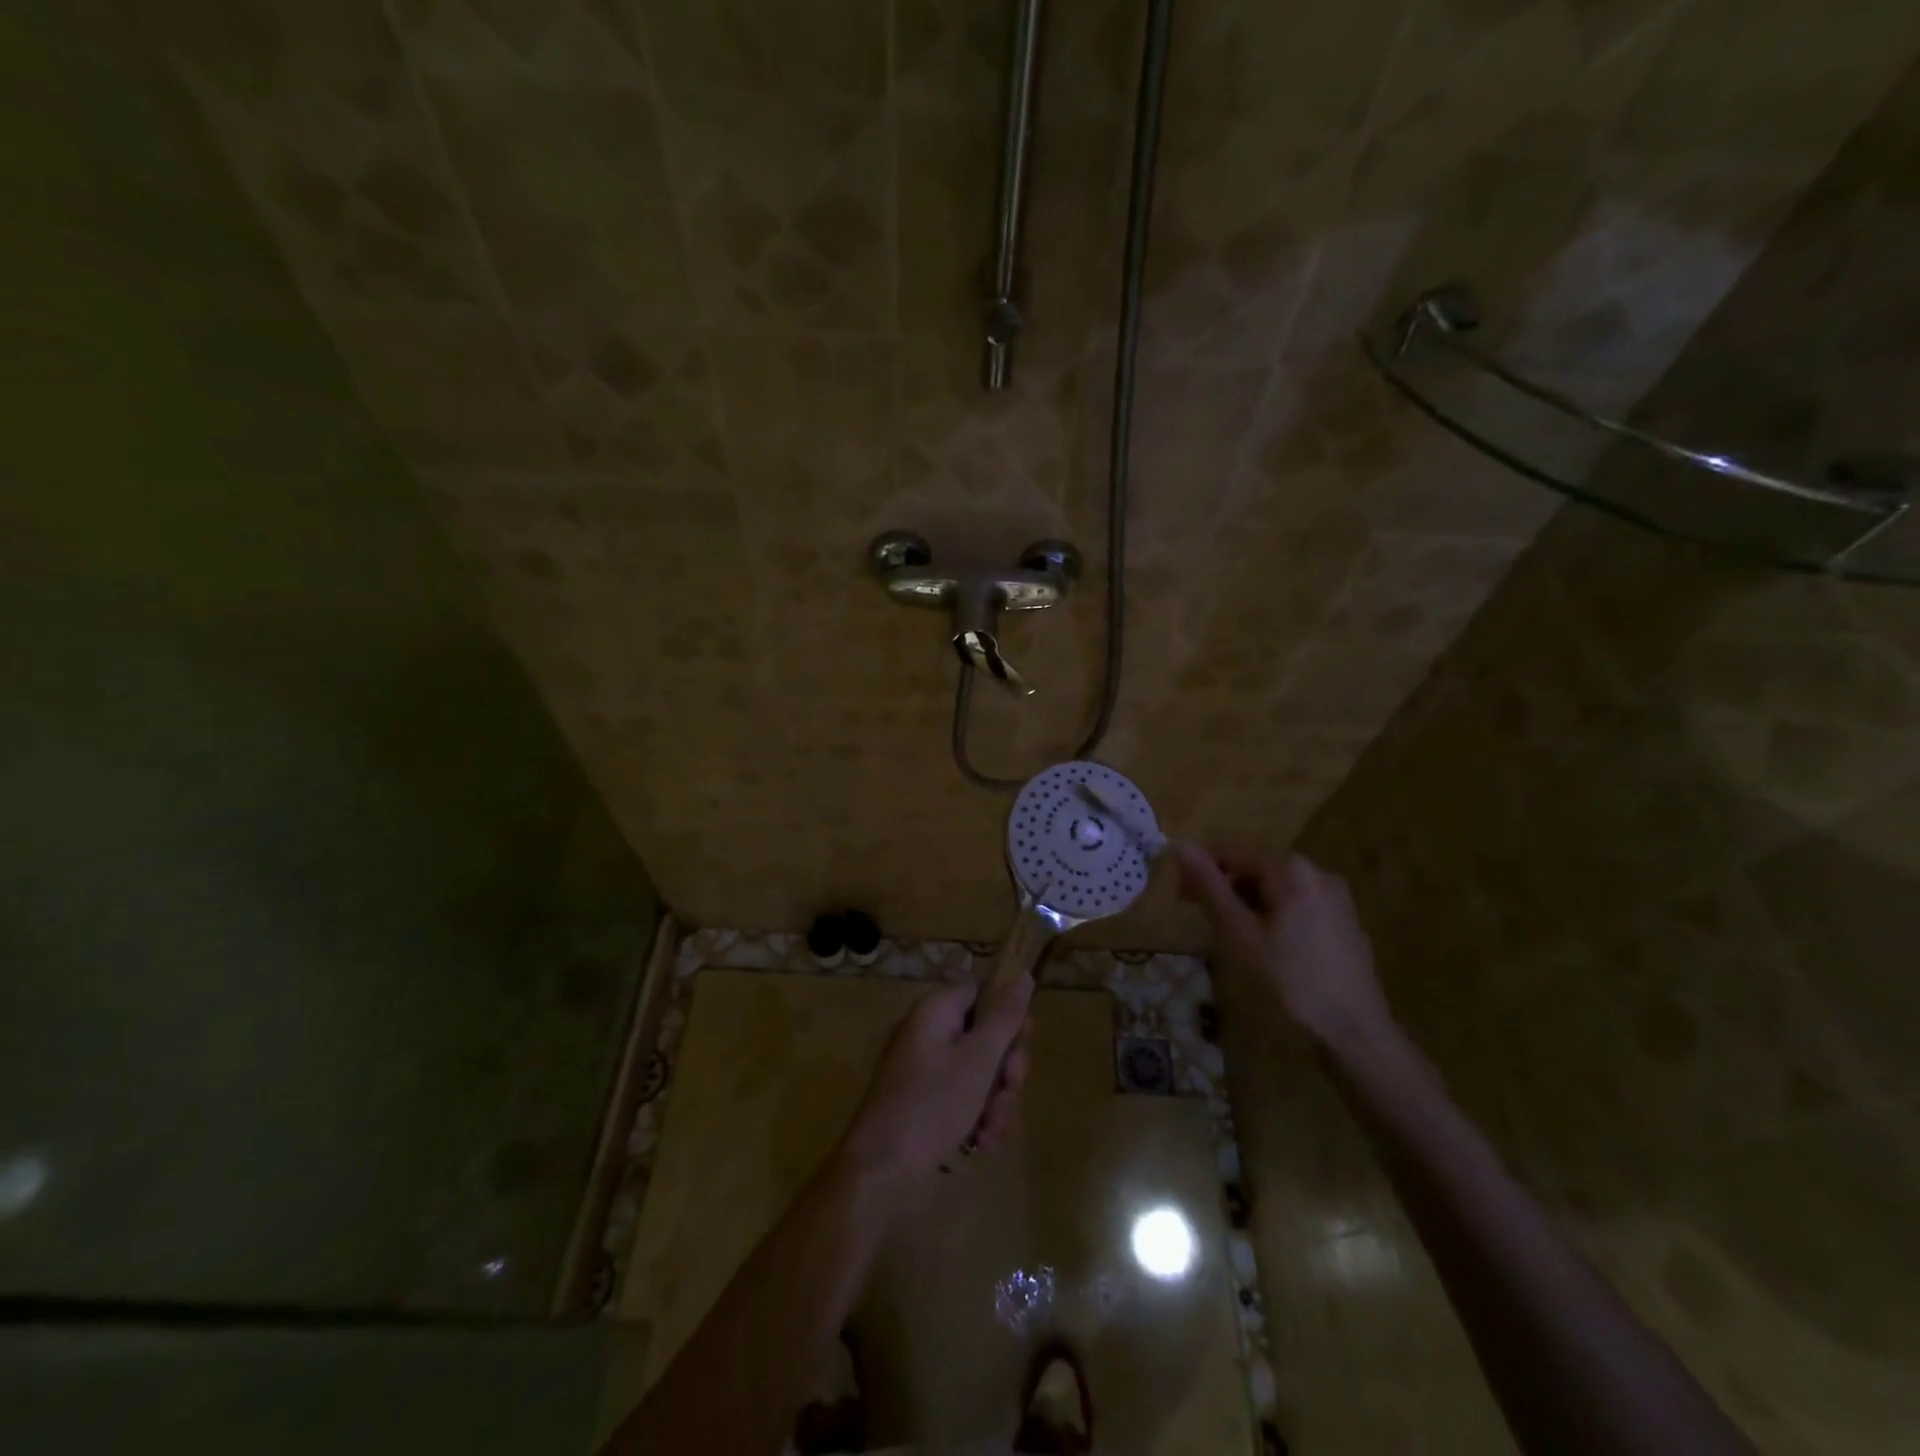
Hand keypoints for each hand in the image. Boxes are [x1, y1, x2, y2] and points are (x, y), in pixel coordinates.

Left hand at [838, 976, 1032, 1184]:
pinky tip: (981, 1143)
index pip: (980, 991)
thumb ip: (1004, 1017)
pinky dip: (980, 1118)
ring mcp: (929, 1071)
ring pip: (982, 1072)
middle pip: (986, 1035)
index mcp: (935, 1012)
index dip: (1006, 1012)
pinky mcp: (929, 1104)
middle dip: (1005, 1068)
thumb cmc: (931, 1107)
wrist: (880, 1175)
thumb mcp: (977, 1060)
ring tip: (991, 1130)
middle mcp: (931, 1035)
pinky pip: (967, 1099)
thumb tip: (1023, 974)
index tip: (1023, 1039)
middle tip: (1010, 1089)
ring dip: (996, 1101)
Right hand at [1174, 845, 1392, 1051]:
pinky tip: (1270, 950)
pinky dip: (1275, 917)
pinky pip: (1298, 906)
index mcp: (1291, 869)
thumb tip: (1179, 845)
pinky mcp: (1345, 922)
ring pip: (1276, 890)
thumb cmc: (1291, 980)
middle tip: (1204, 922)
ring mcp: (1336, 898)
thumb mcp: (1240, 933)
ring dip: (1248, 906)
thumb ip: (1209, 887)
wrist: (1356, 1032)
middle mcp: (1317, 872)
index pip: (1230, 853)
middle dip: (1226, 890)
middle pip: (1255, 870)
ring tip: (1235, 940)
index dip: (1200, 871)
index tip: (1180, 898)